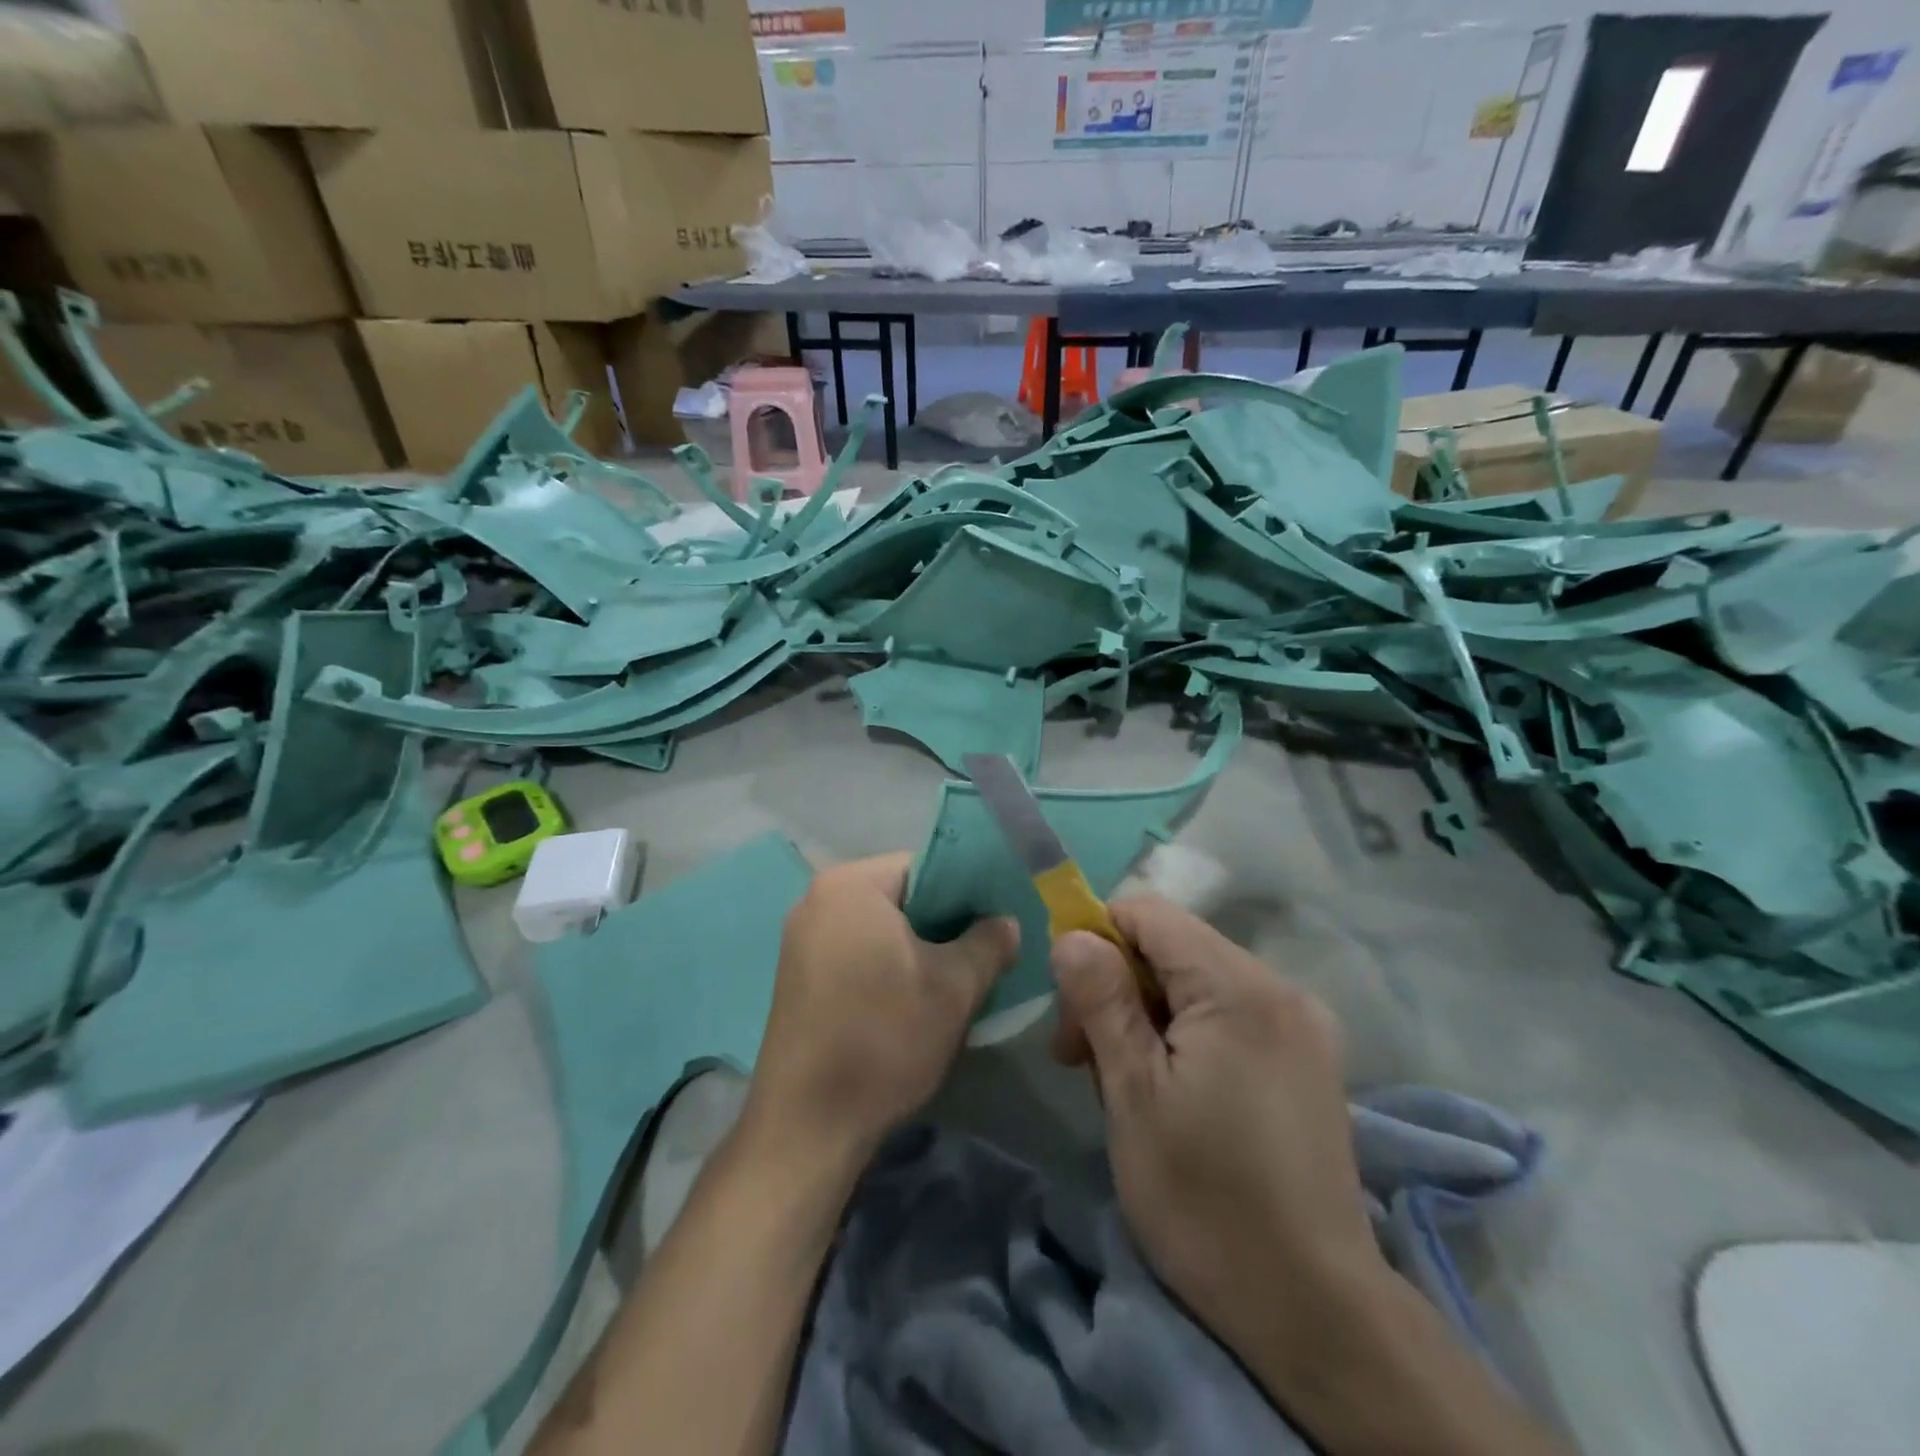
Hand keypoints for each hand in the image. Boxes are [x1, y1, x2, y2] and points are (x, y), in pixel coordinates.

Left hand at [746, 853, 1018, 1162]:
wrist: (807, 1124)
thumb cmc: (883, 1038)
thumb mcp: (954, 987)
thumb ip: (988, 942)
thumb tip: (1006, 923)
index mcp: (850, 885)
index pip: (926, 865)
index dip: (969, 890)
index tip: (996, 922)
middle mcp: (817, 900)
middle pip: (901, 896)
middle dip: (944, 922)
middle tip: (983, 953)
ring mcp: (801, 939)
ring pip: (880, 928)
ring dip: (918, 948)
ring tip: (954, 981)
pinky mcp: (798, 976)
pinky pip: (856, 952)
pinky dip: (888, 966)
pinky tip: (912, 1001)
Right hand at [1050, 897, 1383, 1354]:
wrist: (1314, 1311)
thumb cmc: (1206, 1198)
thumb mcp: (1133, 1094)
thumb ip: (1101, 1000)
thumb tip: (1070, 935)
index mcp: (1238, 986)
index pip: (1149, 913)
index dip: (1096, 936)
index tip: (1068, 999)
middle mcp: (1279, 988)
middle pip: (1172, 947)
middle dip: (1117, 987)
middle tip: (1080, 1058)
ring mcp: (1300, 1025)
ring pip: (1196, 983)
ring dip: (1147, 1016)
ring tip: (1123, 1086)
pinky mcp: (1306, 1059)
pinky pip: (1228, 1014)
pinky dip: (1185, 1035)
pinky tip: (1171, 1092)